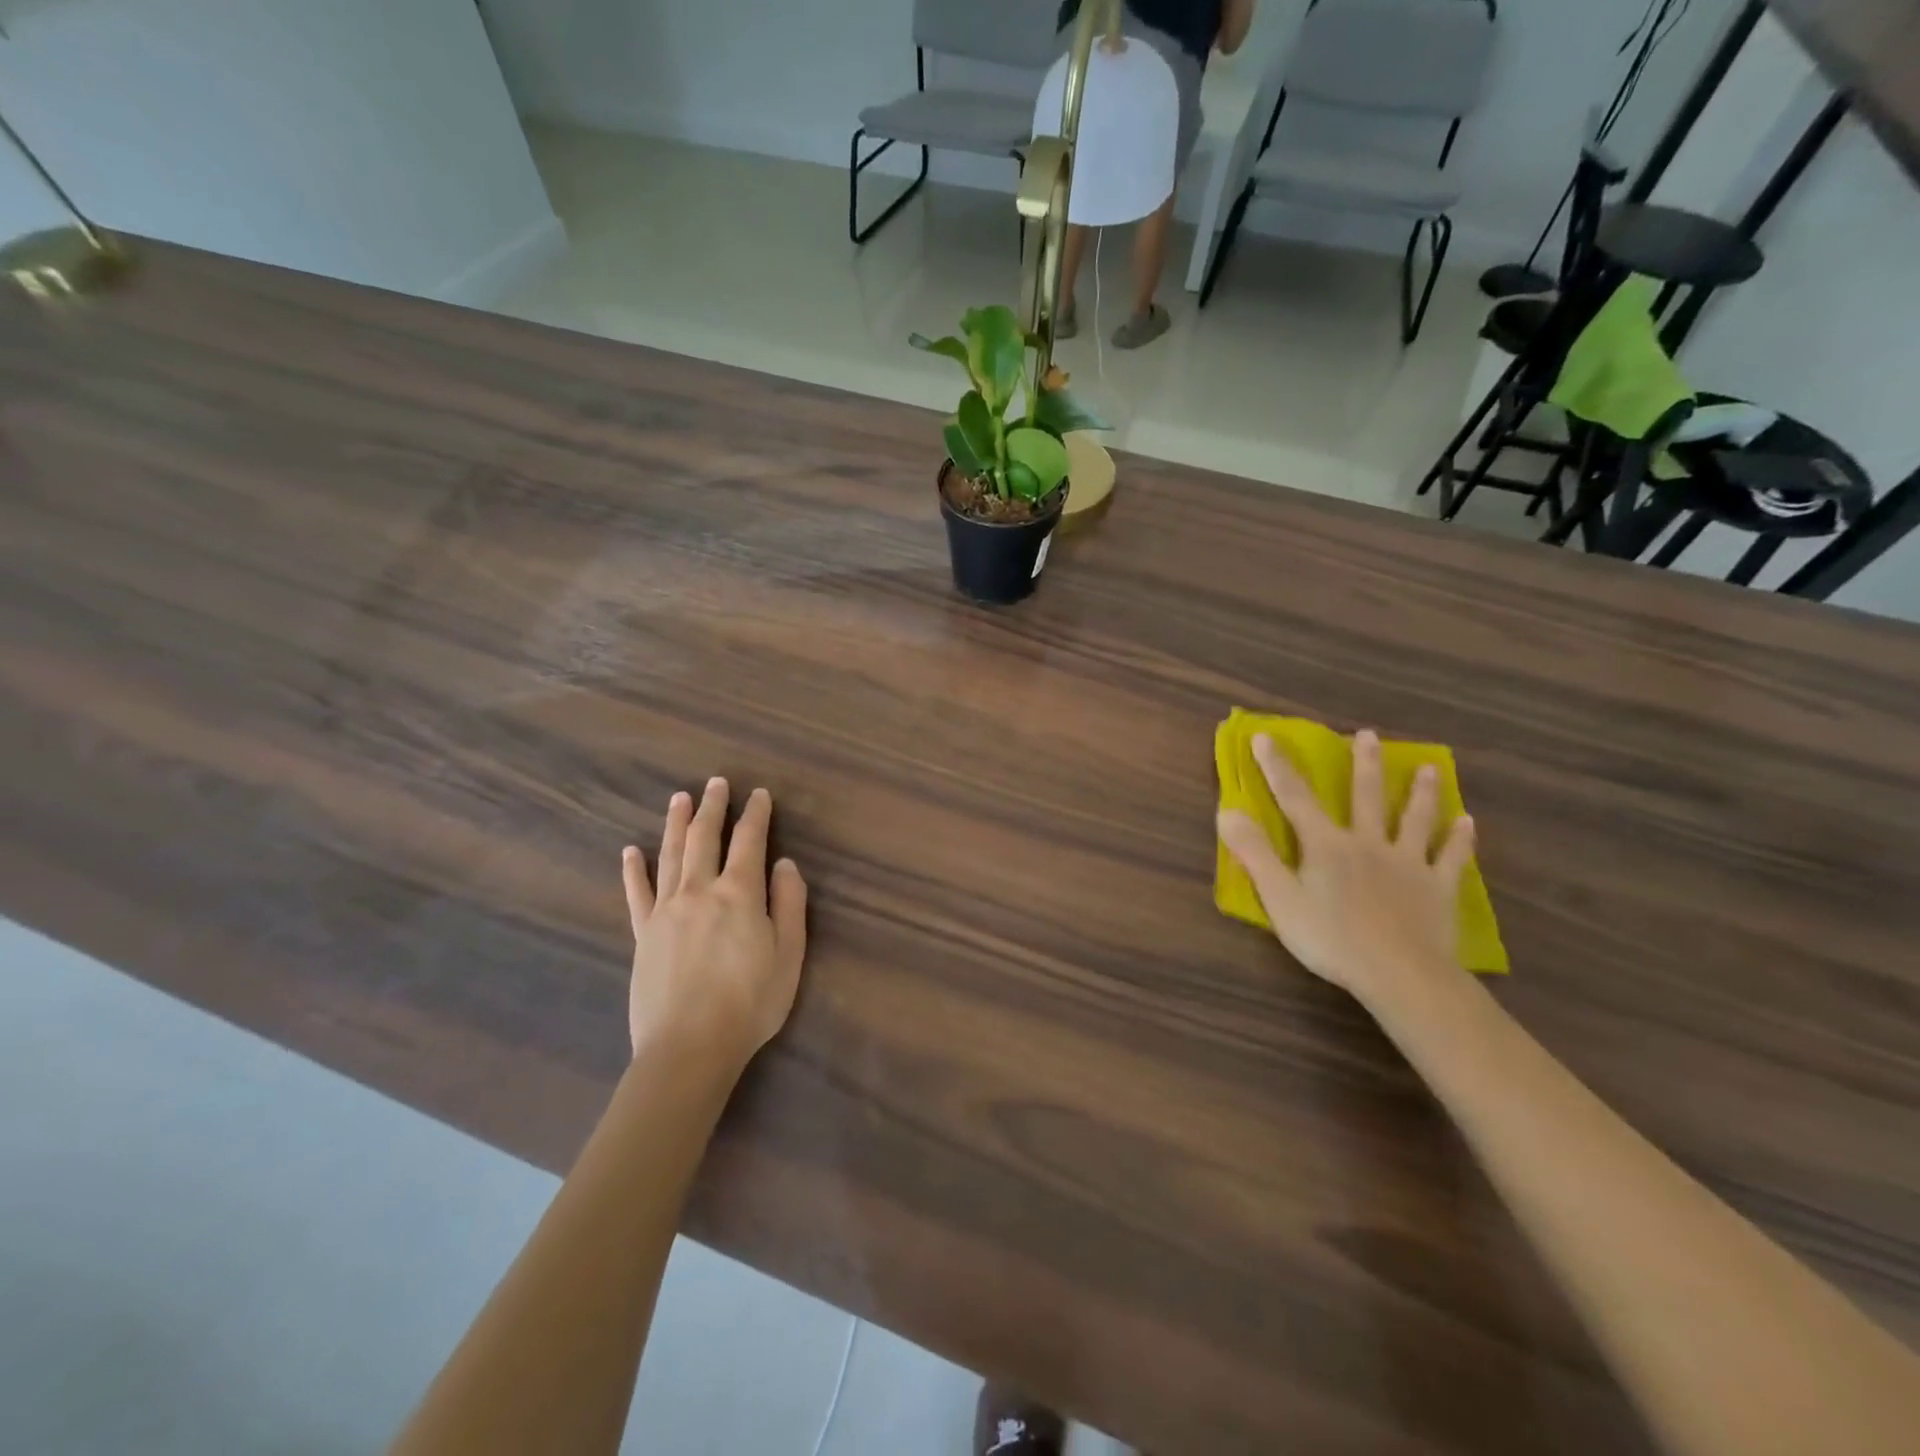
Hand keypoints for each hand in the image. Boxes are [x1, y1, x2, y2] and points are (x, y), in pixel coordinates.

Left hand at [622, 778, 808, 1066]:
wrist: (689, 1047)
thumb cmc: (750, 1003)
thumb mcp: (789, 954)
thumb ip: (789, 904)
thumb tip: (784, 864)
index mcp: (739, 893)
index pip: (750, 841)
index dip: (756, 814)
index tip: (759, 794)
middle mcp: (700, 890)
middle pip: (705, 838)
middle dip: (713, 807)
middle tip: (716, 782)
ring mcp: (666, 910)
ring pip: (670, 855)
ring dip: (676, 823)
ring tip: (679, 798)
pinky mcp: (643, 934)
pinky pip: (636, 893)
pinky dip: (634, 869)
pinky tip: (631, 851)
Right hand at [1218, 729, 1472, 1011]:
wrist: (1399, 974)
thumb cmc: (1330, 938)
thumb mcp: (1279, 897)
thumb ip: (1254, 853)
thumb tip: (1227, 811)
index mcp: (1326, 845)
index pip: (1295, 798)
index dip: (1277, 767)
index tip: (1266, 736)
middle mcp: (1368, 843)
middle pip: (1365, 797)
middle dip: (1364, 765)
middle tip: (1369, 735)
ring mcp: (1407, 864)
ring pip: (1413, 820)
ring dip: (1420, 793)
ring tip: (1428, 768)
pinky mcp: (1437, 889)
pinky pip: (1451, 858)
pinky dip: (1459, 840)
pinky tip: (1468, 823)